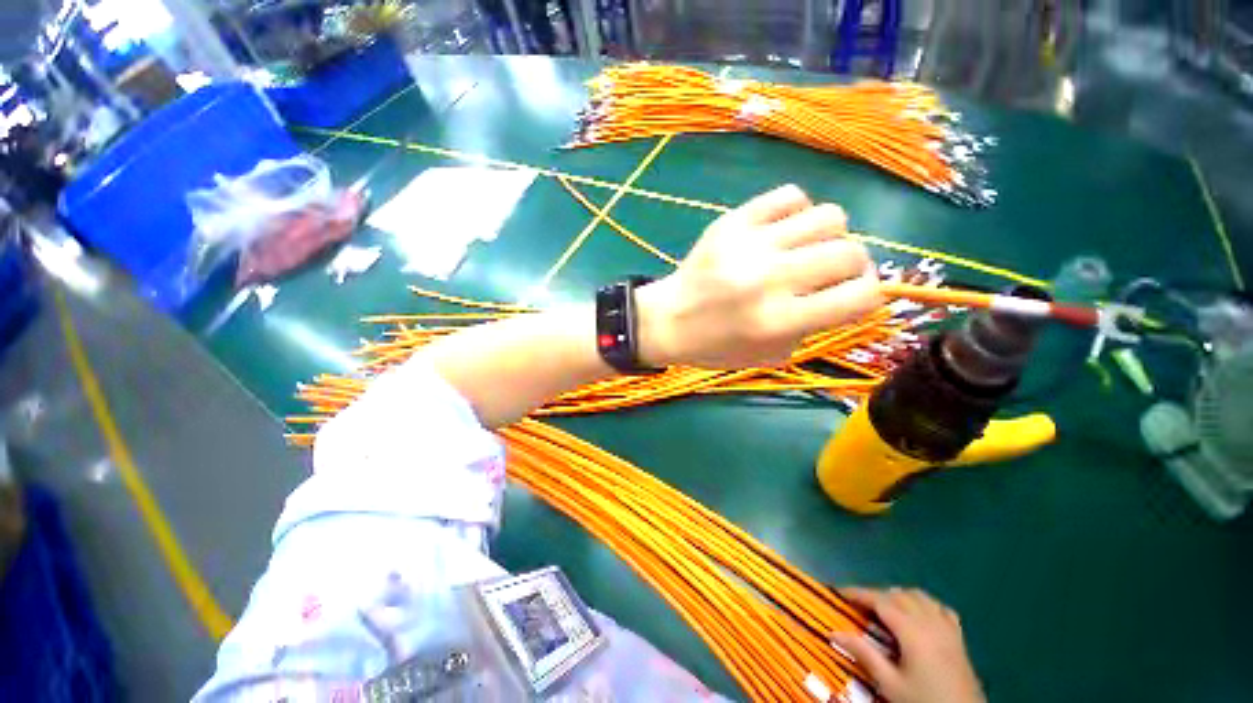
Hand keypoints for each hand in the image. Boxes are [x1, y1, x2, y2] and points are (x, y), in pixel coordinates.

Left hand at [635, 184, 880, 368]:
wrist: (667, 320)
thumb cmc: (717, 345)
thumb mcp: (770, 354)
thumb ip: (814, 326)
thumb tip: (848, 290)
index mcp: (779, 321)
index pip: (861, 296)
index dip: (867, 296)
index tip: (853, 295)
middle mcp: (769, 280)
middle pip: (851, 252)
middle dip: (851, 266)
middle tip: (828, 274)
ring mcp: (749, 245)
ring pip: (830, 216)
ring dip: (828, 236)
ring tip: (804, 249)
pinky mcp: (731, 222)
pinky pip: (790, 195)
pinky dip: (796, 212)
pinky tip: (781, 231)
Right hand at [831, 588, 985, 702]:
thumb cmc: (924, 701)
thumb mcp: (891, 684)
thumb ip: (865, 655)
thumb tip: (834, 633)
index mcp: (912, 630)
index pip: (879, 600)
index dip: (858, 593)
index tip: (838, 591)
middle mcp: (930, 621)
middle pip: (898, 595)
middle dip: (876, 595)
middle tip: (858, 606)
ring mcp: (947, 628)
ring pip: (920, 597)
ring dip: (899, 596)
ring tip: (885, 609)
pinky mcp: (959, 638)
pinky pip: (940, 608)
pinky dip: (924, 604)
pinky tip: (919, 615)